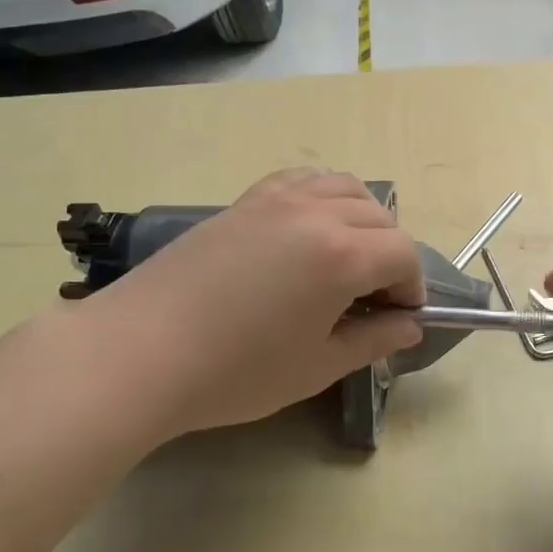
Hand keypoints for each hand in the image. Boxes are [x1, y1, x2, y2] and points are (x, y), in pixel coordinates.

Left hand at [83, 169, 424, 439]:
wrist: (140, 352)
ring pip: (344, 187)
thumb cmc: (235, 371)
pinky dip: (322, 196)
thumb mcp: (316, 366)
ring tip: (348, 256)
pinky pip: (301, 180)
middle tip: (373, 296)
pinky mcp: (244, 200)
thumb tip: (409, 326)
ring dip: (362, 218)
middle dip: (391, 254)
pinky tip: (309, 228)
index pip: (403, 254)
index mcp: (341, 256)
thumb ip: (373, 341)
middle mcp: (316, 213)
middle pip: (380, 217)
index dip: (411, 286)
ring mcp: (276, 200)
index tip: (400, 317)